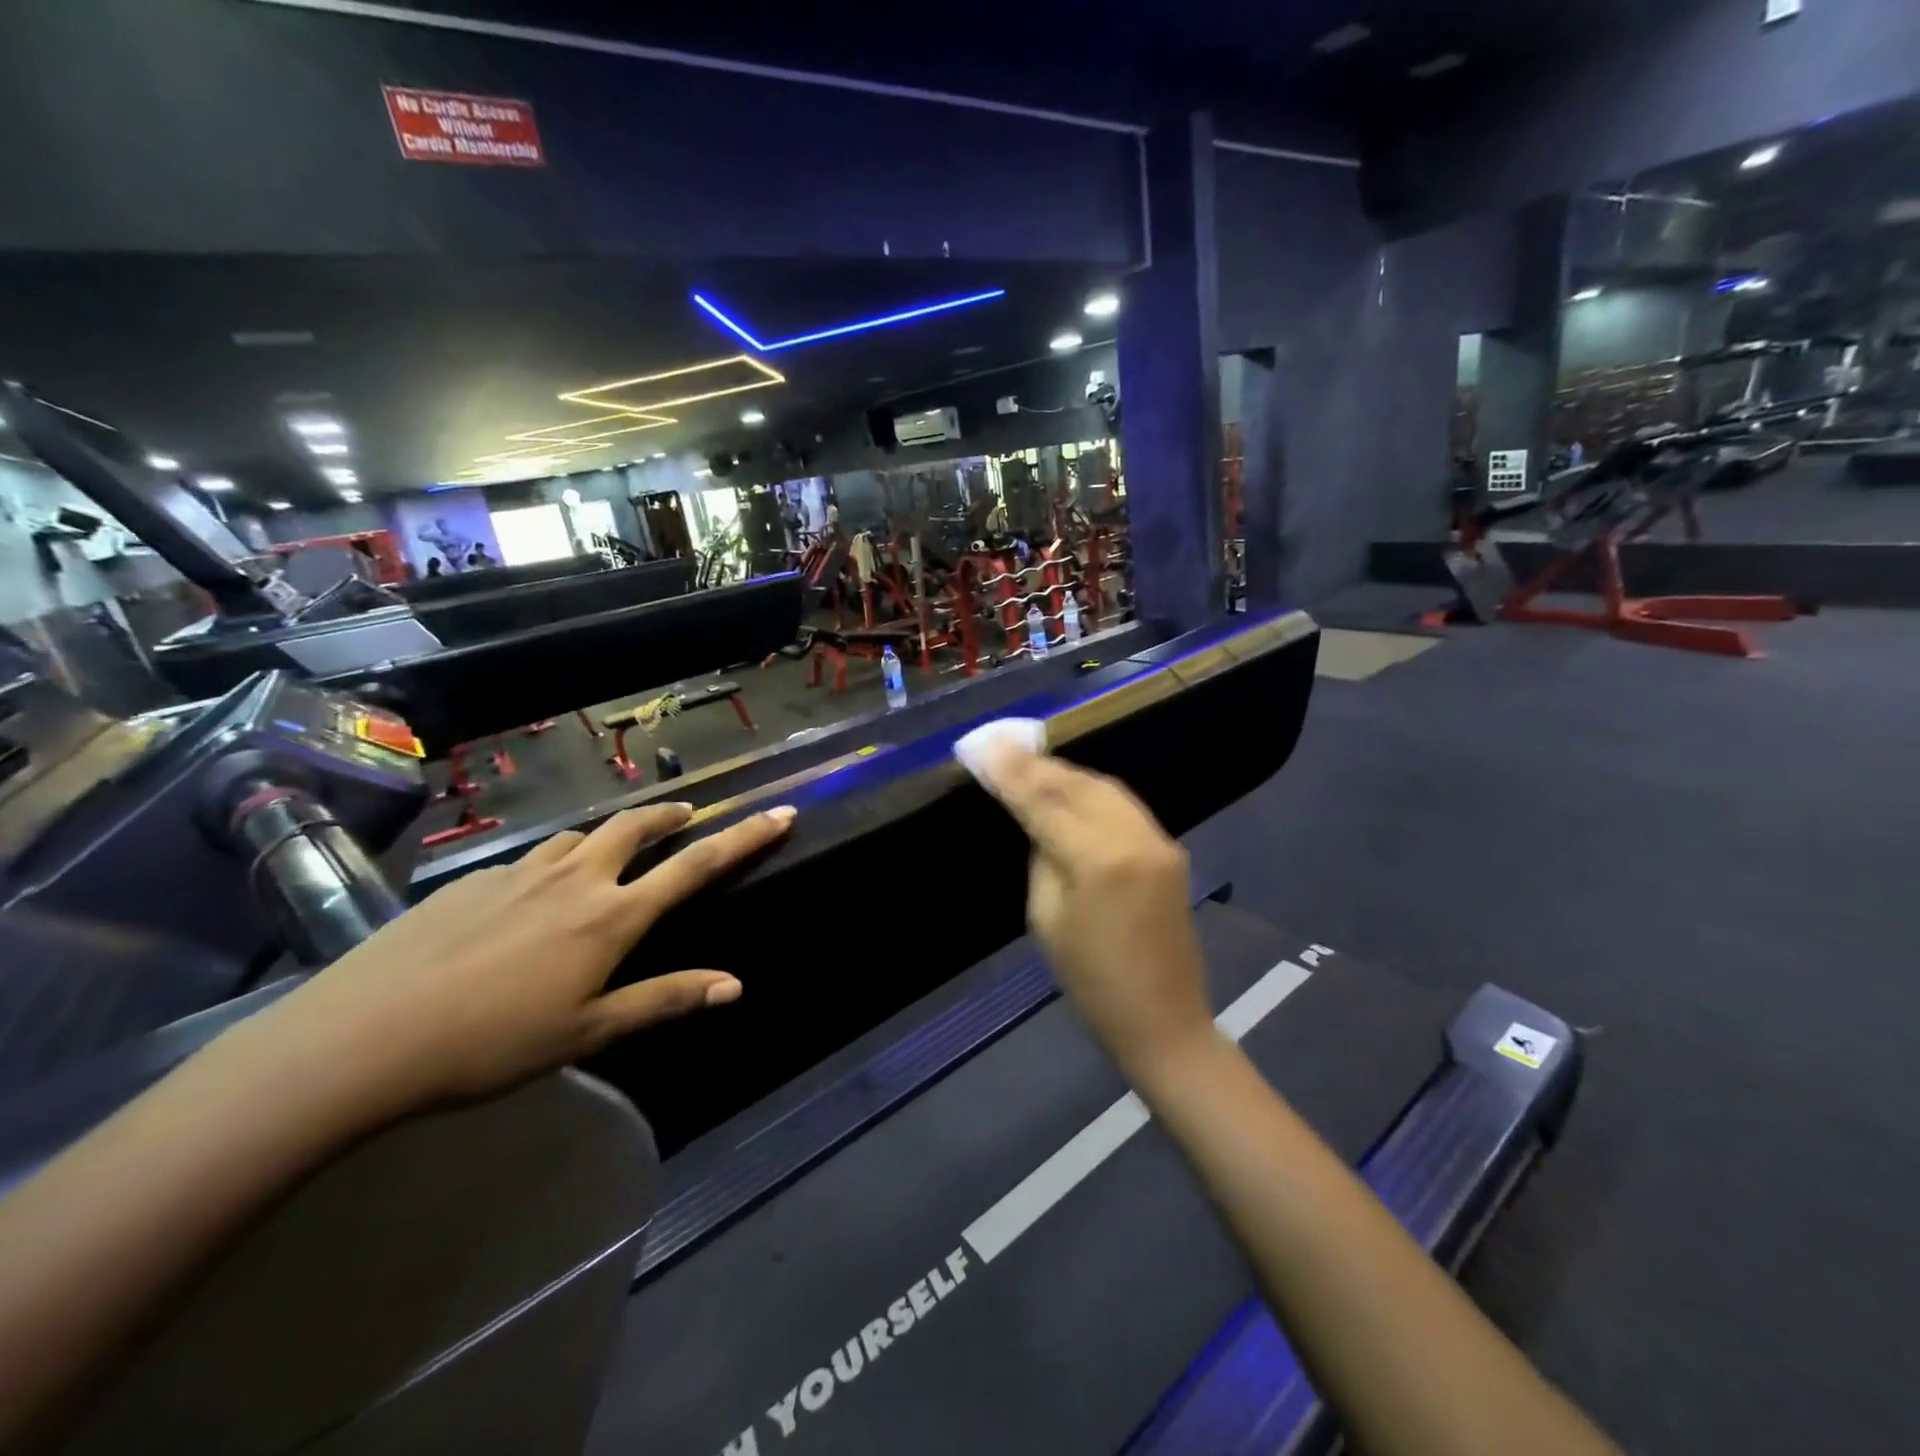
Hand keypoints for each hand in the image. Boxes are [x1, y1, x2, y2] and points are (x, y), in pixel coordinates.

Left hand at [232, 802, 794, 1113]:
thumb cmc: (490, 1043)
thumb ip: (665, 999)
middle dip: (669, 815)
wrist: (360, 1040)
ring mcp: (519, 873)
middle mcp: (573, 879)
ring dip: (607, 838)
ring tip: (608, 859)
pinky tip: (526, 902)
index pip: (695, 865)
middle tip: (685, 816)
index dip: (744, 837)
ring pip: (579, 837)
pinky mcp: (471, 880)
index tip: (780, 812)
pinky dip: (550, 865)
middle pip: (635, 826)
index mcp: (611, 916)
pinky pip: (529, 861)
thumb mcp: (588, 1032)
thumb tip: (736, 985)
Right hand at [975, 745, 1213, 1075]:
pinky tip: (1069, 789)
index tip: (983, 745)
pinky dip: (1091, 791)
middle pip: (1077, 783)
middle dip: (1037, 764)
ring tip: (1030, 764)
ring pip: (1104, 786)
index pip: (1044, 801)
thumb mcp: (1047, 920)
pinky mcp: (1169, 848)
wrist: (1164, 1020)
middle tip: (1001, 748)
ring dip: (1064, 774)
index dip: (1011, 771)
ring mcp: (1158, 840)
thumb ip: (1043, 858)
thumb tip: (1039, 821)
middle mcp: (1134, 837)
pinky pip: (1123, 804)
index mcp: (1098, 859)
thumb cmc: (1092, 983)